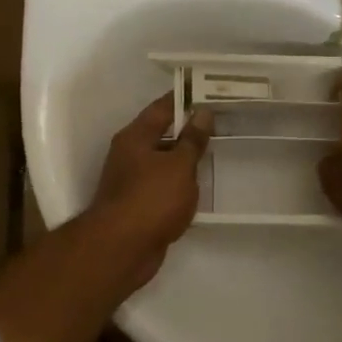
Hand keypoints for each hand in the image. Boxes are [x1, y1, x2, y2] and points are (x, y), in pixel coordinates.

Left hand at [88, 94, 213, 279]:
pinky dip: (179, 185)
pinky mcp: (138, 206)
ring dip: (184, 159)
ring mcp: (131, 181)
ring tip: (215, 153)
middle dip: (187, 130)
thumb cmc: (151, 199)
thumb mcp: (179, 166)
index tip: (208, 92)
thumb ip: (192, 140)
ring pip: (163, 162)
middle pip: (161, 134)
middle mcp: (129, 154)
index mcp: (135, 137)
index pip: (162, 107)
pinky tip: (199, 188)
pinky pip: (163, 187)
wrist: (121, 249)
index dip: (184, 98)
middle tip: (220, 123)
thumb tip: (202, 113)